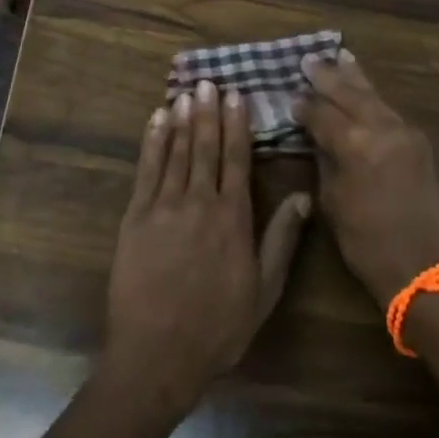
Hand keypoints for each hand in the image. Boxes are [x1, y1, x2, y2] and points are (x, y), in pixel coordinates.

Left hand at [103, 81, 313, 413]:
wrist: (157, 356)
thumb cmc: (218, 326)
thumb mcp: (264, 289)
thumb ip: (281, 239)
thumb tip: (303, 197)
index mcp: (232, 217)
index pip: (236, 158)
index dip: (237, 124)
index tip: (237, 95)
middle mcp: (199, 202)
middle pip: (205, 147)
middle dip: (208, 112)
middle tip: (209, 82)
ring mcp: (163, 207)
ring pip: (176, 152)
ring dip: (182, 119)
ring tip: (186, 92)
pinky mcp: (135, 218)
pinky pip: (146, 171)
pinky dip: (152, 143)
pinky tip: (156, 121)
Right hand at [293, 51, 438, 308]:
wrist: (426, 268)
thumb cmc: (368, 244)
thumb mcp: (333, 204)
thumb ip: (325, 162)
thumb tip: (317, 137)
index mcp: (355, 145)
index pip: (322, 115)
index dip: (304, 106)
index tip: (290, 96)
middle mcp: (382, 129)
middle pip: (350, 94)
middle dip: (328, 76)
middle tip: (309, 59)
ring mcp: (405, 132)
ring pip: (374, 96)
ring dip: (355, 77)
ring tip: (341, 56)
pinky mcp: (419, 142)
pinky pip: (390, 110)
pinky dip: (374, 96)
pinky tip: (365, 89)